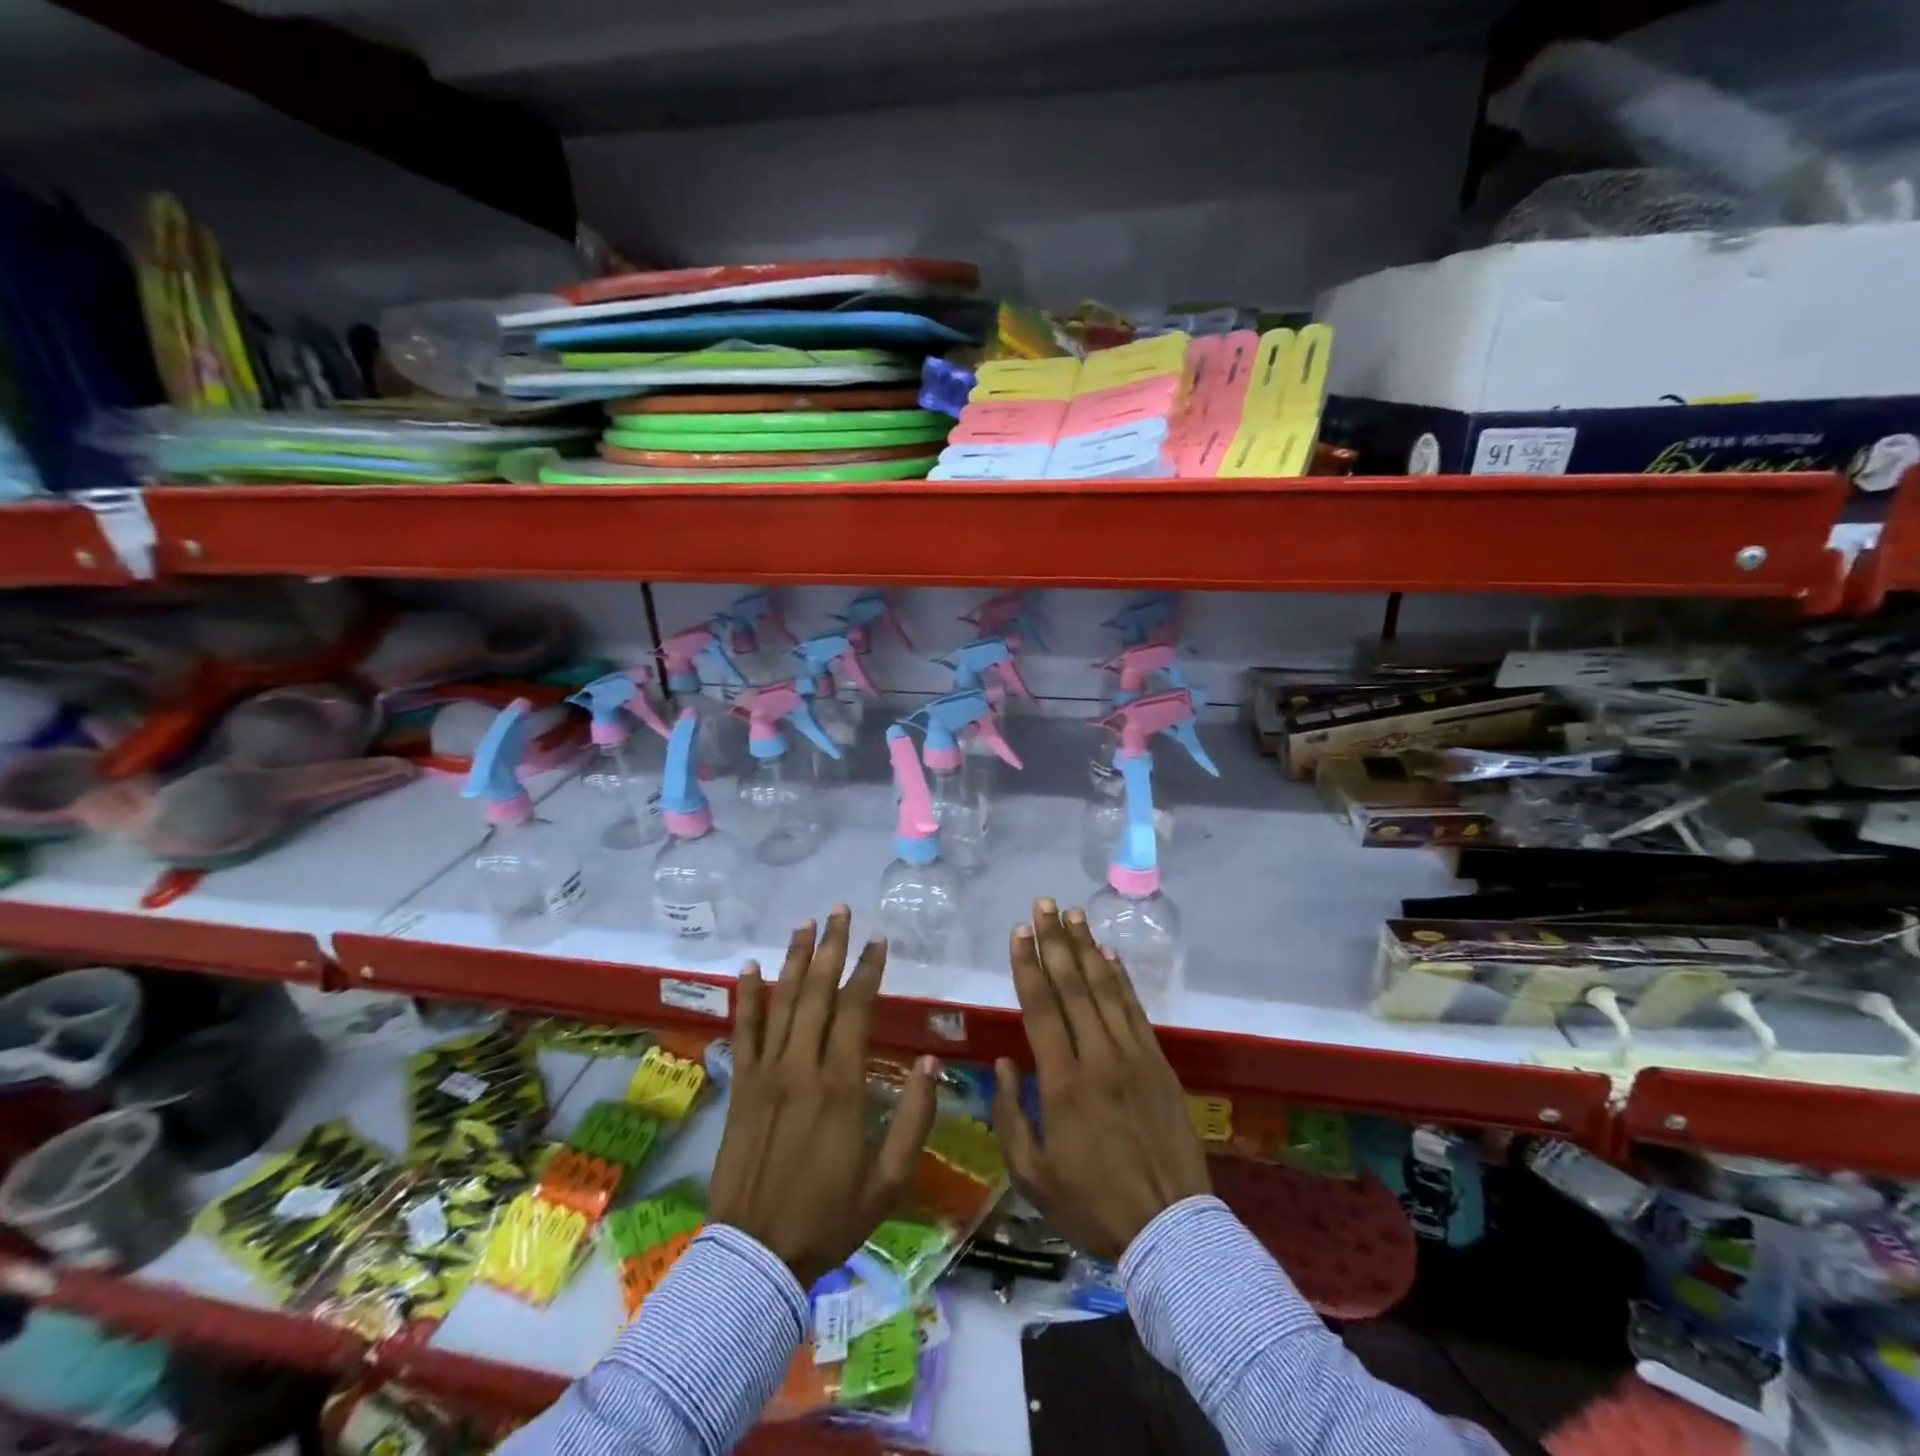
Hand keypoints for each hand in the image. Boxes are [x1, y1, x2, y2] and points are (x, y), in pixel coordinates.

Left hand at [707, 906, 939, 1287]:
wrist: (755, 1256)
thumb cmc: (829, 1217)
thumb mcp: (889, 1180)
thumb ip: (914, 1118)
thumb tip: (933, 1063)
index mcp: (840, 1084)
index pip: (855, 1009)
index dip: (868, 970)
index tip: (878, 940)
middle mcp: (801, 1066)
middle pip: (817, 992)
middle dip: (831, 947)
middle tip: (839, 911)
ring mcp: (765, 1072)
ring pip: (781, 1001)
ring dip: (795, 958)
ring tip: (805, 922)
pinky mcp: (741, 1085)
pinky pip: (743, 1030)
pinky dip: (747, 996)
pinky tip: (750, 966)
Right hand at [992, 899, 1210, 1262]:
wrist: (1170, 1229)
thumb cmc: (1092, 1205)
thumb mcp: (1033, 1175)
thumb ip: (1011, 1115)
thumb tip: (1005, 1063)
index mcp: (1064, 1084)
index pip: (1042, 1009)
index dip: (1029, 965)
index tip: (1019, 932)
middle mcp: (1099, 1059)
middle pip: (1073, 987)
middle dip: (1056, 941)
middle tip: (1044, 904)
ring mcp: (1134, 1058)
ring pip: (1106, 991)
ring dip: (1088, 949)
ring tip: (1075, 915)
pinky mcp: (1159, 1065)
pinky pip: (1136, 1012)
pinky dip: (1121, 980)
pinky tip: (1110, 957)